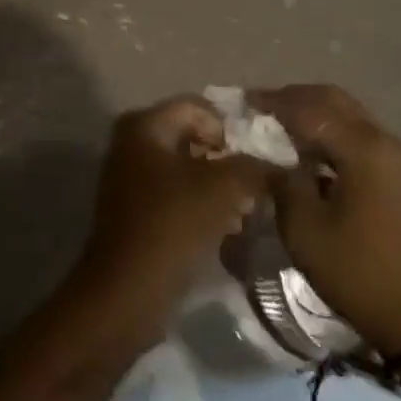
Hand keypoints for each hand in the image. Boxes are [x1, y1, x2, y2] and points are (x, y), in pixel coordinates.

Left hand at [75, 97, 269, 339]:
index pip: (198, 108)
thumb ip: (253, 167)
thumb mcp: (223, 189)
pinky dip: (201, 206)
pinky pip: (176, 196)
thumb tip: (274, 163)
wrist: (126, 292)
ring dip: (217, 188)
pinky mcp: (135, 211)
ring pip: (186, 170)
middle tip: (254, 187)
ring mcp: (130, 178)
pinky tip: (226, 230)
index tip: (254, 161)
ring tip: (245, 212)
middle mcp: (132, 143)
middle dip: (226, 161)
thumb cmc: (172, 226)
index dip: (230, 130)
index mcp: (145, 125)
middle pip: (192, 138)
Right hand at [251, 84, 400, 358]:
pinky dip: (328, 133)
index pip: (307, 107)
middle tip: (258, 110)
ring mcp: (393, 157)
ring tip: (276, 129)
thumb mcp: (305, 229)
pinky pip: (356, 136)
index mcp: (360, 145)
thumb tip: (265, 155)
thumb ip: (281, 181)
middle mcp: (380, 139)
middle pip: (331, 99)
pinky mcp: (397, 176)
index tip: (240, 103)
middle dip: (292, 99)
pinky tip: (306, 153)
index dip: (271, 102)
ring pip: (346, 115)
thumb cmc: (360, 273)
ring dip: (311, 114)